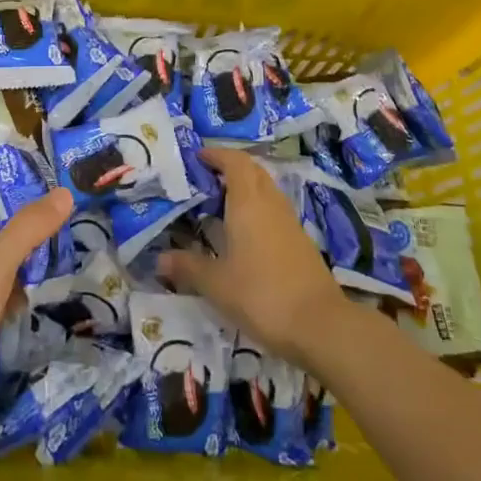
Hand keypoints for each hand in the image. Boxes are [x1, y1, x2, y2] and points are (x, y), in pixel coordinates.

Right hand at [158, 147, 350, 368]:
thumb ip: (188, 267)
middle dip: (230, 168)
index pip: (235, 162)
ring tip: (221, 204)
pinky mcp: (301, 242)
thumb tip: (160, 259)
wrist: (320, 325)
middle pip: (253, 171)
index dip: (217, 155)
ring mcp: (290, 222)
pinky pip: (274, 211)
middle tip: (206, 178)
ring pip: (266, 190)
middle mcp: (271, 204)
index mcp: (248, 203)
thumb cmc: (261, 295)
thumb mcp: (217, 284)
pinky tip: (244, 234)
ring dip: (246, 188)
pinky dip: (257, 210)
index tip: (198, 157)